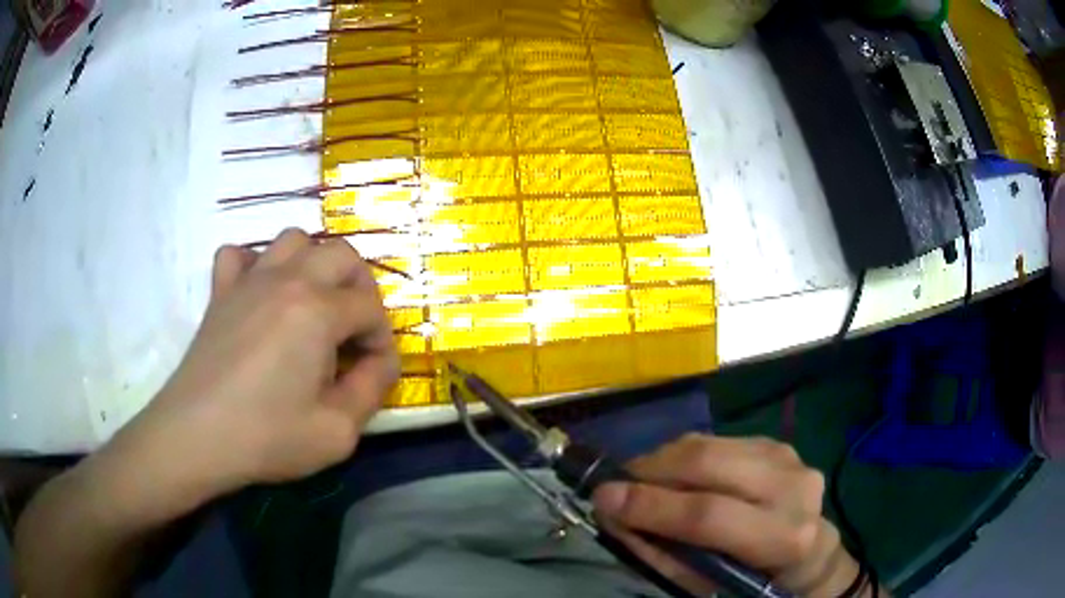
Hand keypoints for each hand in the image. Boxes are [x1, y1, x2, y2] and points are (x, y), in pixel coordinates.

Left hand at [110, 228, 399, 507]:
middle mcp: (287, 280)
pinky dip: (255, 265)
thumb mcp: (336, 431)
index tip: (375, 372)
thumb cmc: (267, 436)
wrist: (196, 436)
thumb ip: (371, 390)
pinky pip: (239, 254)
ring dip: (314, 265)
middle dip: (361, 289)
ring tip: (313, 306)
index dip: (382, 340)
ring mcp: (249, 280)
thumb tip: (381, 362)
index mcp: (318, 310)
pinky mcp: (220, 292)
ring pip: (294, 240)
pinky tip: (259, 295)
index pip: (370, 309)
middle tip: (354, 331)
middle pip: (342, 255)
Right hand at [592, 434, 864, 596]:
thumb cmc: (755, 581)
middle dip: (651, 470)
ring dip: (663, 459)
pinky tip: (676, 474)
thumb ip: (662, 553)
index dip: (652, 505)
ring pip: (710, 444)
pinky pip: (718, 440)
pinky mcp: (778, 442)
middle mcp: (794, 486)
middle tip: (616, 483)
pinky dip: (685, 455)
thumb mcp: (708, 585)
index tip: (602, 498)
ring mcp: (789, 457)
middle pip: (709, 464)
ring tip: (640, 479)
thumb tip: (614, 515)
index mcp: (784, 537)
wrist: (810, 553)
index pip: (709, 515)